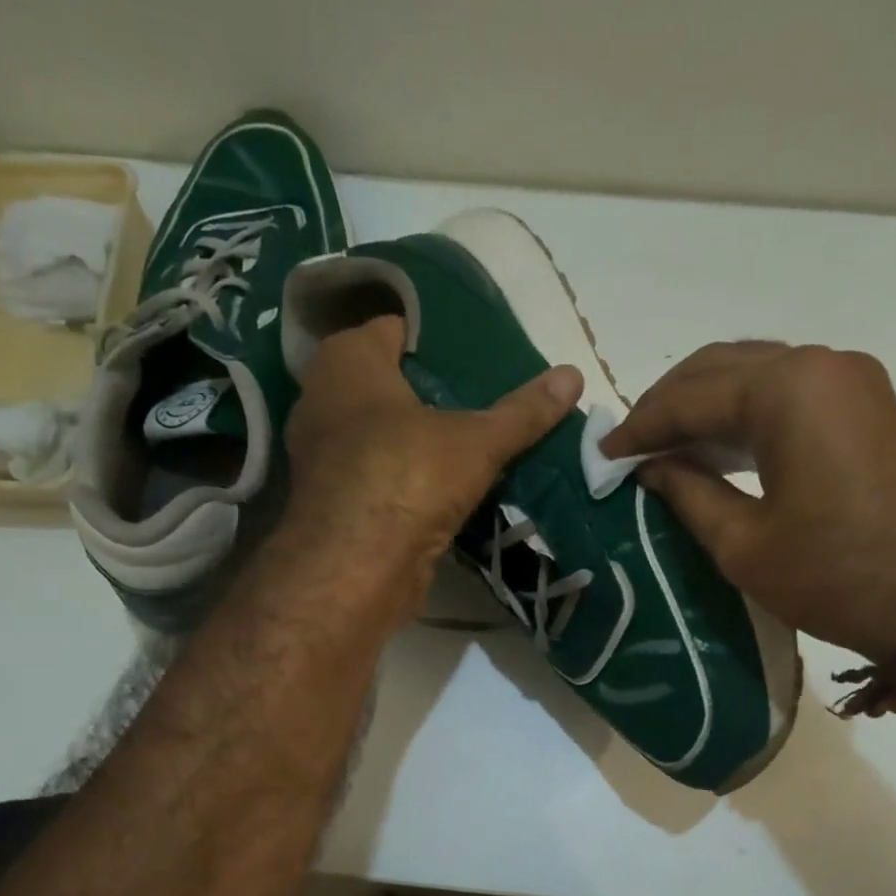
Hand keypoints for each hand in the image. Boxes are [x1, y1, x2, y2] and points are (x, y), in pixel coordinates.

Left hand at [284, 316, 581, 598]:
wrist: (356, 567)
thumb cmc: (409, 477)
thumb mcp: (477, 441)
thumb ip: (522, 411)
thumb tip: (574, 374)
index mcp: (348, 361)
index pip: (392, 328)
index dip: (432, 337)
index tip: (473, 351)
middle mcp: (323, 398)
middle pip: (384, 381)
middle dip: (426, 388)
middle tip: (477, 395)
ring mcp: (322, 453)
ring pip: (376, 431)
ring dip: (413, 436)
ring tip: (466, 439)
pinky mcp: (333, 499)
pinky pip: (375, 471)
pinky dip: (402, 473)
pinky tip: (439, 484)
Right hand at [600, 342, 895, 668]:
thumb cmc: (835, 577)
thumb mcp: (743, 544)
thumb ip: (687, 493)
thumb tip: (648, 467)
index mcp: (786, 390)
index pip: (690, 395)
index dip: (640, 426)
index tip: (603, 454)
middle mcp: (819, 363)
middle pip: (721, 368)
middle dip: (668, 405)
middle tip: (630, 447)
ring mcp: (849, 379)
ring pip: (754, 374)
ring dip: (705, 406)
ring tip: (663, 448)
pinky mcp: (865, 403)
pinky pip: (788, 392)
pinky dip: (744, 414)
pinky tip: (716, 447)